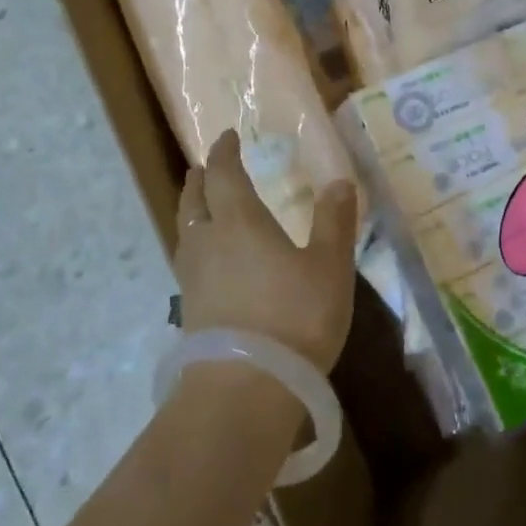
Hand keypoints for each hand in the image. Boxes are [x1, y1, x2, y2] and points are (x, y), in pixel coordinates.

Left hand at [173, 130, 358, 372]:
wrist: (245, 388)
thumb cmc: (293, 317)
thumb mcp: (329, 266)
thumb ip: (334, 222)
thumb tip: (340, 182)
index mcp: (239, 221)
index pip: (225, 175)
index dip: (225, 153)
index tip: (227, 137)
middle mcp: (208, 242)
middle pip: (194, 201)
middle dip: (200, 180)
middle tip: (203, 168)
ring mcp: (194, 279)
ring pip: (185, 232)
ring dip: (192, 212)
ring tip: (202, 209)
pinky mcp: (190, 312)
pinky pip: (188, 263)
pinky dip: (195, 247)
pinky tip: (209, 264)